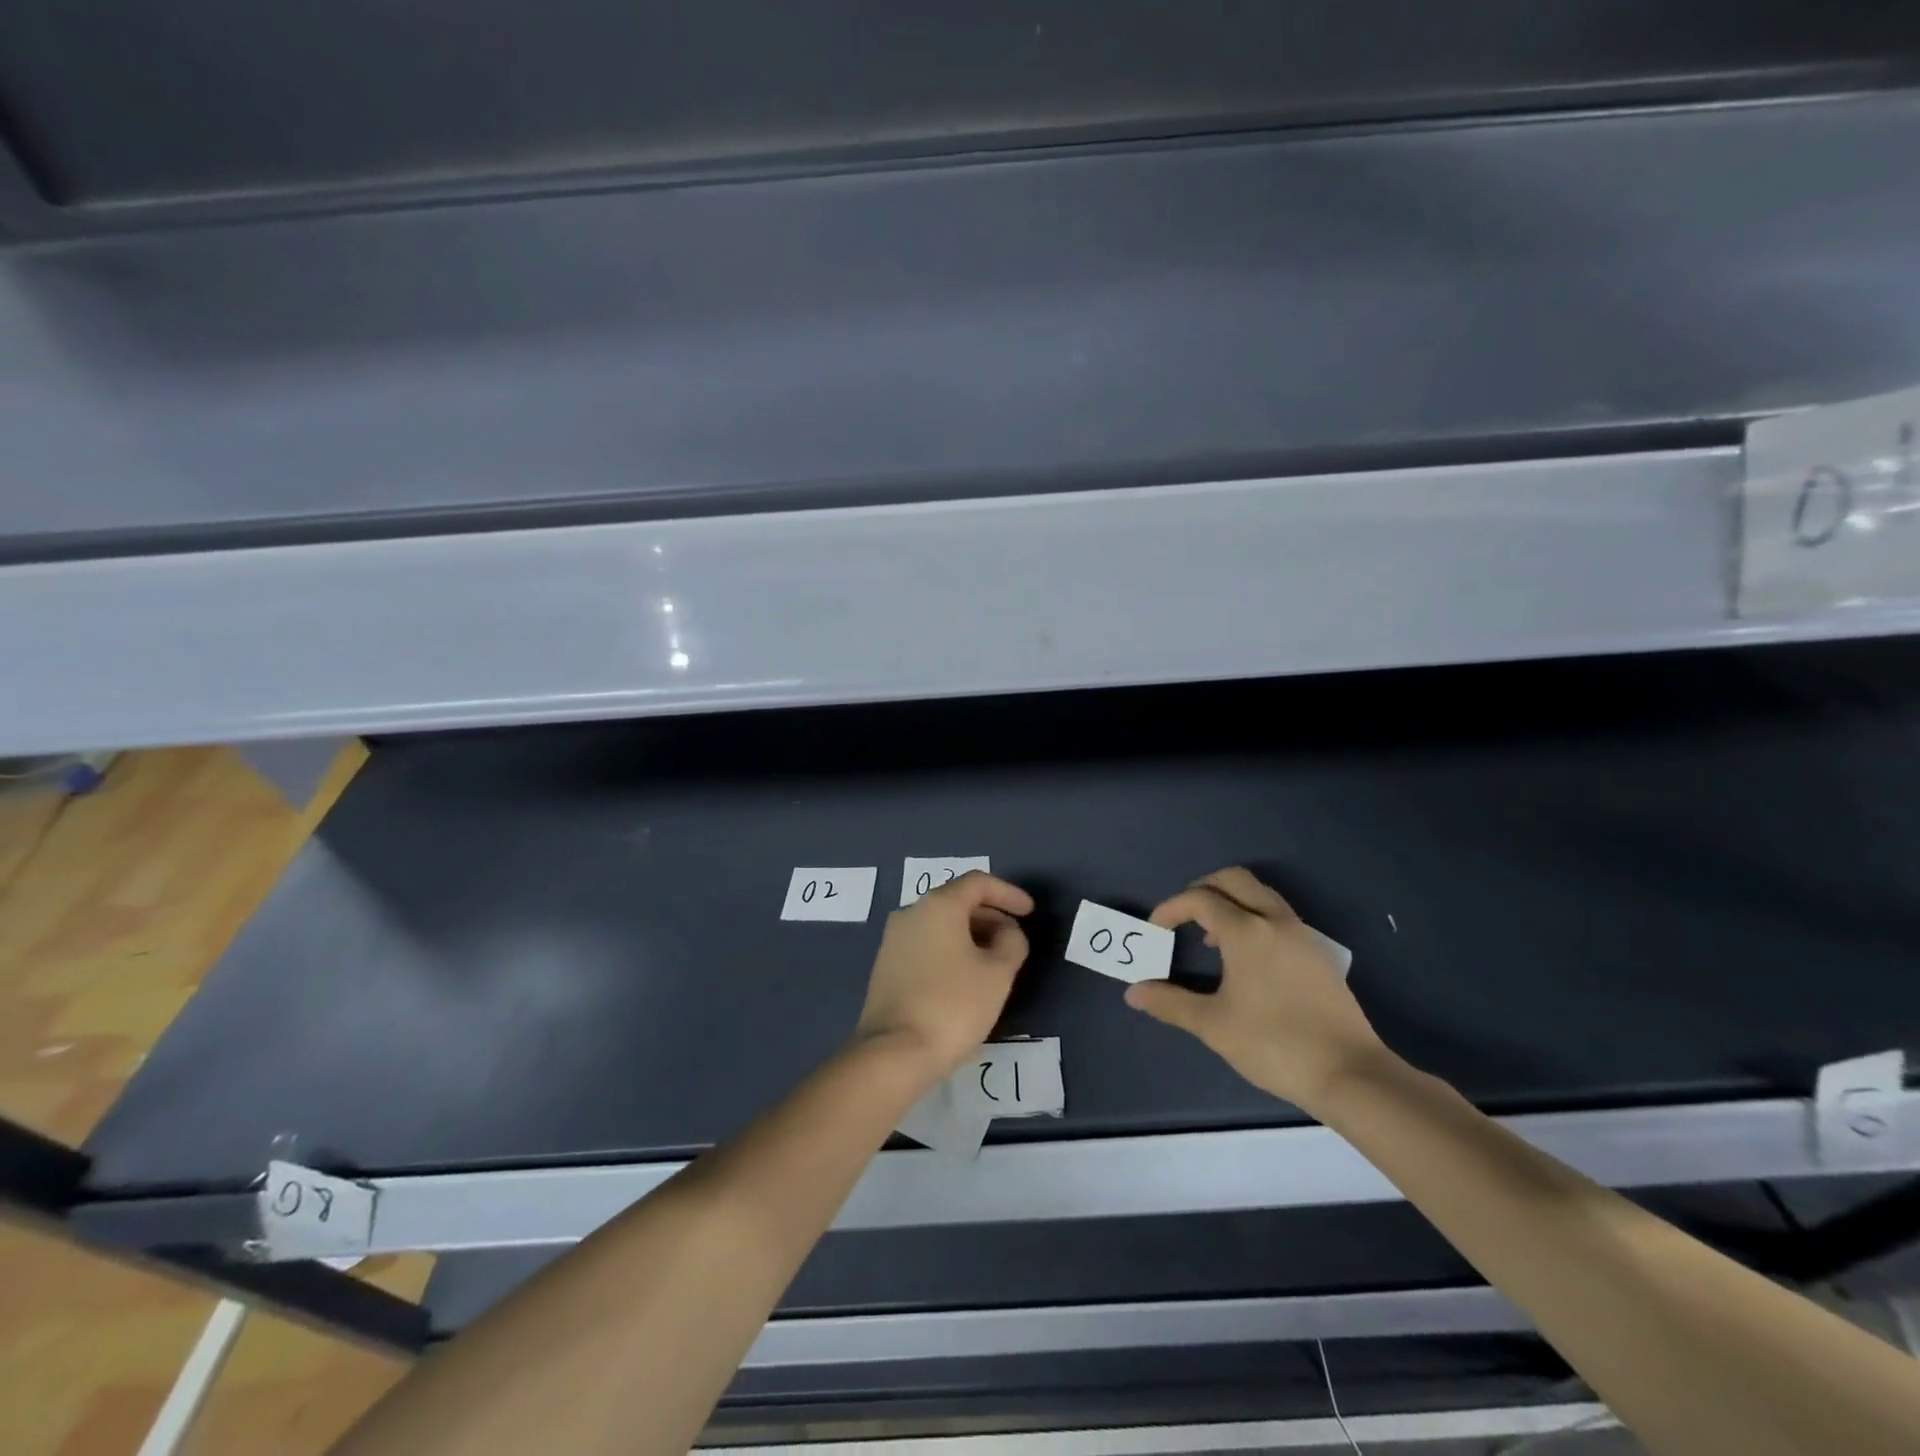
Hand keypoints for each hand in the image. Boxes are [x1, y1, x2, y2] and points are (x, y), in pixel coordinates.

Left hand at [853, 871, 1034, 1081]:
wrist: (894, 1052)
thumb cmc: (953, 1005)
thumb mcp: (998, 973)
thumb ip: (1012, 942)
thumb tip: (1007, 932)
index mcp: (938, 905)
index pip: (978, 882)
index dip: (1008, 893)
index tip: (1029, 911)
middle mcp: (911, 913)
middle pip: (957, 901)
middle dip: (990, 916)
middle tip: (1014, 940)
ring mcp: (893, 940)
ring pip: (941, 924)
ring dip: (971, 935)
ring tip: (995, 961)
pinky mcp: (886, 966)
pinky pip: (926, 944)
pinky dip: (951, 950)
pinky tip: (966, 978)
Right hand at [1126, 867, 1391, 1115]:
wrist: (1351, 1074)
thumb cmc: (1274, 1044)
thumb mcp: (1213, 1025)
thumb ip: (1170, 1003)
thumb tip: (1133, 993)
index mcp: (1246, 931)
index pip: (1199, 899)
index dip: (1170, 908)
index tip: (1155, 932)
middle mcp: (1275, 921)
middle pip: (1233, 880)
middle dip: (1201, 889)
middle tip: (1182, 916)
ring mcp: (1302, 934)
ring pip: (1260, 894)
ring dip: (1230, 901)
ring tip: (1211, 937)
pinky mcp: (1318, 953)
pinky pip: (1278, 915)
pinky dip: (1253, 917)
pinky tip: (1246, 958)